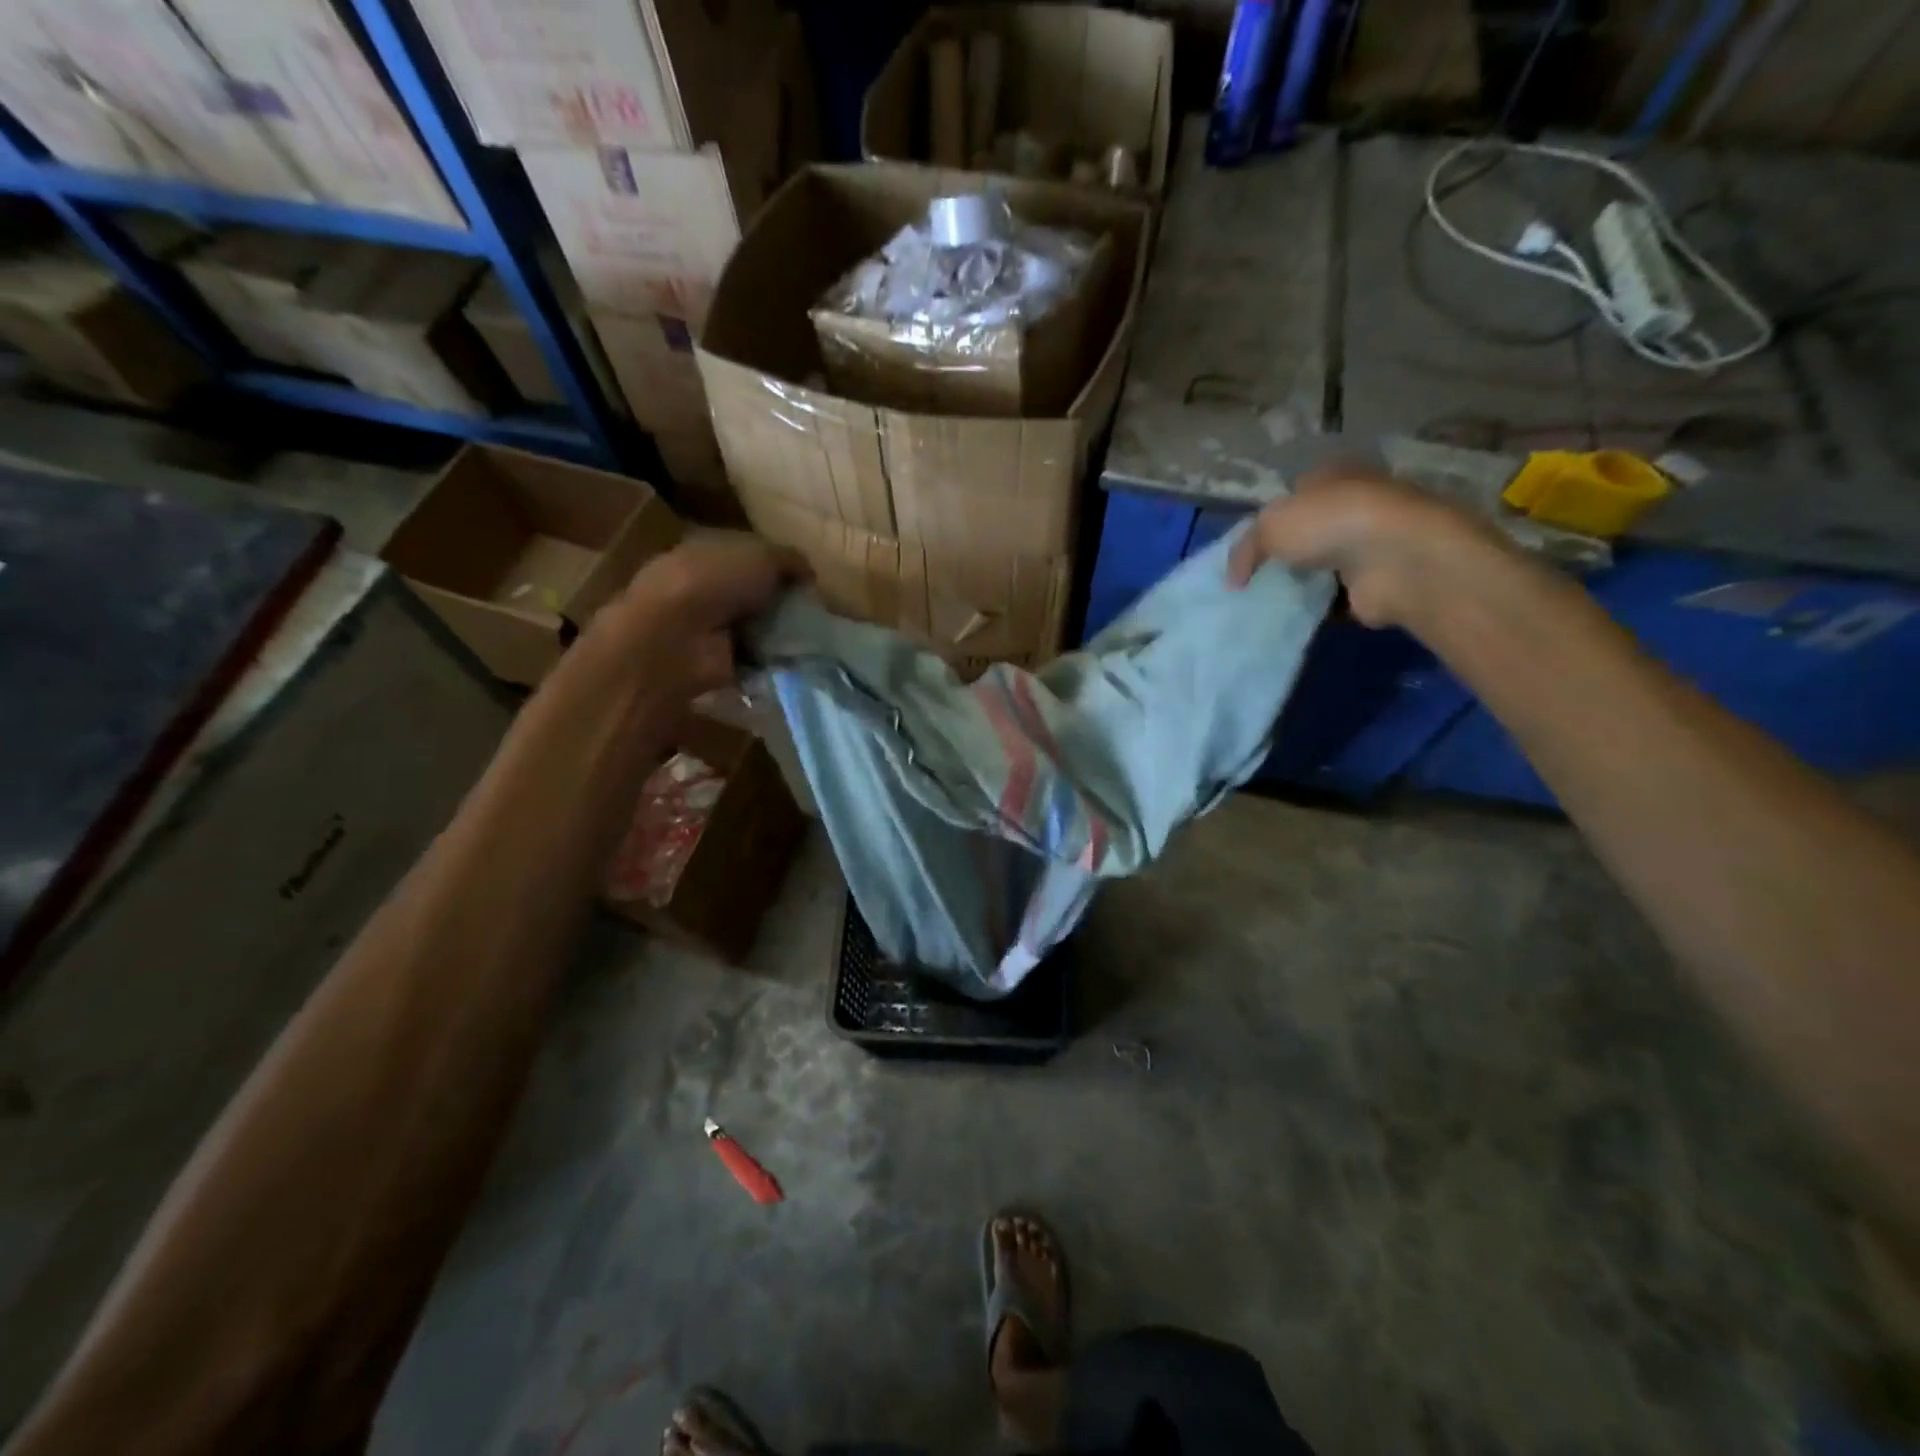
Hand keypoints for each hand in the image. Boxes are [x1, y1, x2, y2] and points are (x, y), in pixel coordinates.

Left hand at [584, 530, 806, 699]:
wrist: (677, 637)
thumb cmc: (714, 582)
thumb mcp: (762, 555)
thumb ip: (790, 560)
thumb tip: (809, 574)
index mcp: (707, 549)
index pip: (750, 554)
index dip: (779, 566)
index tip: (808, 583)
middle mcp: (704, 585)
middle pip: (753, 592)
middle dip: (781, 603)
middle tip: (813, 614)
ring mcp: (705, 626)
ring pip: (754, 625)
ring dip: (777, 634)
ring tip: (809, 641)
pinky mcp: (712, 660)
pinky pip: (752, 659)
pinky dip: (770, 663)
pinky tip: (792, 663)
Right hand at [1227, 465, 1503, 627]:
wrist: (1396, 559)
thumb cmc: (1331, 523)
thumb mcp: (1270, 525)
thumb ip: (1245, 549)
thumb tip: (1234, 580)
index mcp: (1333, 477)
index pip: (1295, 493)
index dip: (1268, 519)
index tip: (1246, 549)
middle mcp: (1354, 506)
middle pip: (1309, 532)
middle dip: (1282, 555)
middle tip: (1249, 581)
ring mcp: (1369, 546)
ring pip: (1322, 567)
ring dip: (1299, 585)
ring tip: (1261, 605)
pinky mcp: (1375, 585)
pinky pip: (1334, 600)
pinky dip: (1314, 610)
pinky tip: (1287, 620)